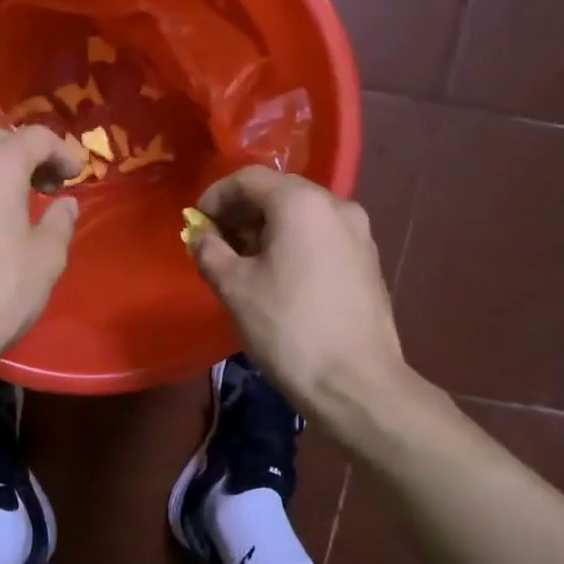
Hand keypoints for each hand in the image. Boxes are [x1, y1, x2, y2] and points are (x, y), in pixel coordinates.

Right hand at [190, 167, 411, 419]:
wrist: (356, 383)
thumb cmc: (288, 328)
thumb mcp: (234, 287)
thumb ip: (209, 251)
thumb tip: (200, 236)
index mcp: (301, 203)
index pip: (248, 179)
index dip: (215, 196)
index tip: (196, 224)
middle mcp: (336, 205)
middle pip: (278, 192)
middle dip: (241, 212)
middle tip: (216, 242)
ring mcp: (359, 233)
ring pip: (301, 214)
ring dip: (267, 228)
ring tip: (243, 262)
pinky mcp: (368, 261)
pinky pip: (321, 236)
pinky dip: (294, 243)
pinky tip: (278, 276)